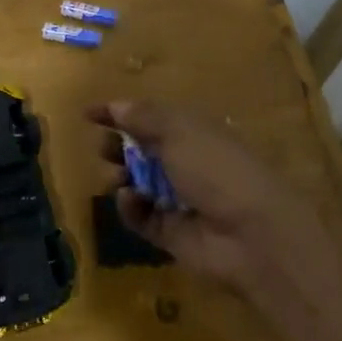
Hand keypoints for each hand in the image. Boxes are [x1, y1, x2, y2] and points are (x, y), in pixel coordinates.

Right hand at [89, 101, 341, 300]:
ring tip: (116, 176)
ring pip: (138, 184)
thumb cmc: (216, 168)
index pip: (151, 116)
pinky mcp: (171, 233)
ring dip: (122, 176)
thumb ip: (142, 116)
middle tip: (103, 148)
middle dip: (119, 146)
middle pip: (143, 150)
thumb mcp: (178, 130)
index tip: (89, 115)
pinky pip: (141, 216)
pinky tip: (129, 200)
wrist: (252, 235)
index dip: (121, 113)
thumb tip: (116, 105)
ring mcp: (179, 199)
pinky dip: (131, 208)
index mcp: (193, 131)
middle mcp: (186, 162)